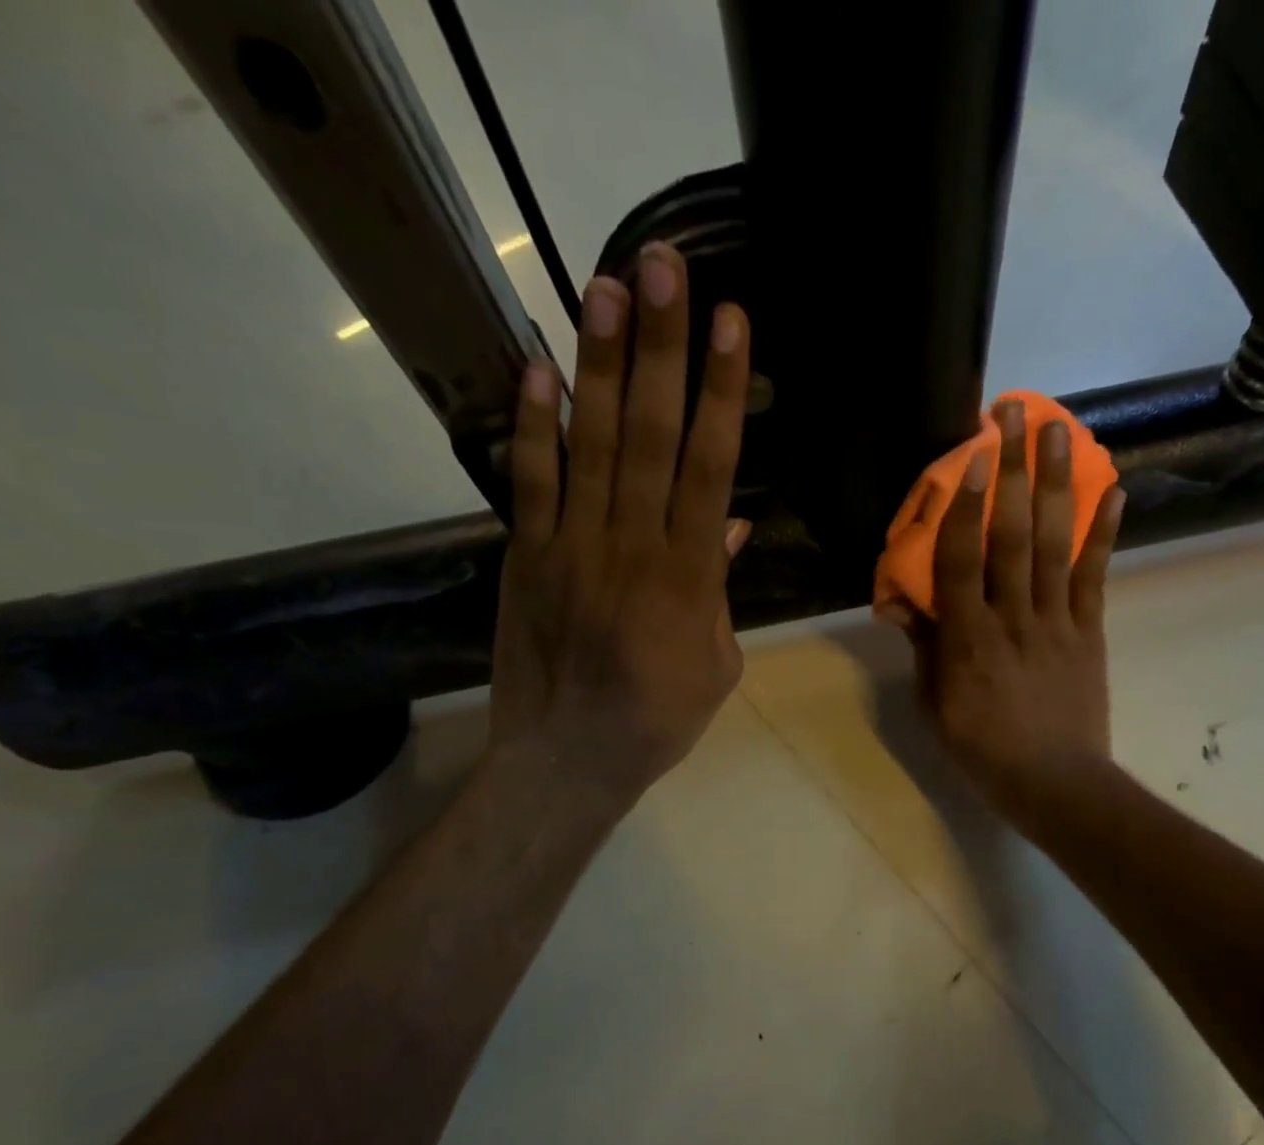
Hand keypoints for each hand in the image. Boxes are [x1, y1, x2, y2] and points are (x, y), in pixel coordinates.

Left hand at [486, 242, 751, 805]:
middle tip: (662, 267)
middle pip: (652, 434)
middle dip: (661, 347)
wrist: (570, 758)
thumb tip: (734, 525)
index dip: (723, 391)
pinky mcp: (528, 556)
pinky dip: (533, 425)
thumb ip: (723, 589)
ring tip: (604, 285)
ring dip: (601, 363)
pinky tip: (537, 366)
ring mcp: (573, 545)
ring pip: (593, 443)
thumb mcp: (718, 663)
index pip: (711, 465)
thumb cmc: (660, 718)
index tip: (731, 323)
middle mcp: (632, 544)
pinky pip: (530, 481)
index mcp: (690, 575)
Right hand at [884, 399, 1123, 835]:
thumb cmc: (982, 749)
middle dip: (1014, 471)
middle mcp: (1013, 617)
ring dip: (1057, 484)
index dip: (966, 505)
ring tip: (1059, 431)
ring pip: (1056, 544)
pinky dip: (1104, 532)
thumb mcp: (934, 704)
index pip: (962, 560)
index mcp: (968, 639)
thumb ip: (923, 648)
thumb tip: (902, 602)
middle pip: (1013, 535)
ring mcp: (1057, 621)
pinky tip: (1113, 489)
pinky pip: (1095, 576)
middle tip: (1015, 415)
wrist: (1054, 783)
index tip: (974, 456)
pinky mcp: (1089, 631)